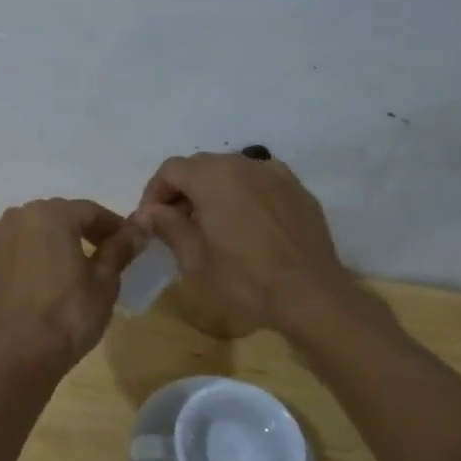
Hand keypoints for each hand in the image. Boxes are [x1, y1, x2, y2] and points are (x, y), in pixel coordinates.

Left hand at [0, 199, 144, 369]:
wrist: (22, 354)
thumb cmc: (71, 314)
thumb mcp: (105, 280)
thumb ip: (121, 245)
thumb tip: (143, 220)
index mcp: (51, 213)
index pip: (90, 211)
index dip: (111, 226)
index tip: (125, 244)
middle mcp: (17, 215)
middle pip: (57, 217)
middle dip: (78, 232)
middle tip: (98, 257)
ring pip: (29, 230)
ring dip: (47, 241)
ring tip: (63, 268)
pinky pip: (5, 248)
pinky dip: (19, 255)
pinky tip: (30, 276)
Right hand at [133, 153, 397, 339]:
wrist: (311, 296)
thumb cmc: (245, 281)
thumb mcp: (195, 260)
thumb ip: (168, 227)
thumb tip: (148, 212)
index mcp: (213, 177)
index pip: (171, 170)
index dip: (154, 193)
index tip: (152, 221)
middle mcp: (243, 164)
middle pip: (201, 166)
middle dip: (183, 190)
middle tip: (178, 224)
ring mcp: (275, 174)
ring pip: (232, 171)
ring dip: (214, 190)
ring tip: (213, 225)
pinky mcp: (298, 190)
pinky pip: (260, 182)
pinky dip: (245, 194)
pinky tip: (247, 225)